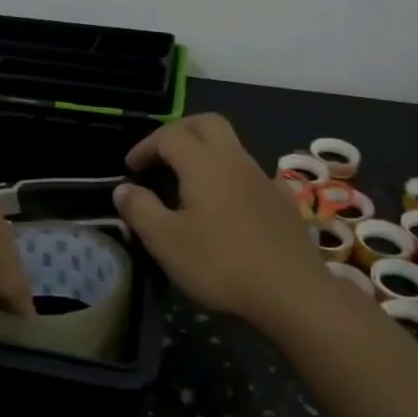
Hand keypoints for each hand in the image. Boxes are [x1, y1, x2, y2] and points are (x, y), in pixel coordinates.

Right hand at [113, 113, 319, 319]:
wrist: (294, 292)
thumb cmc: (221, 263)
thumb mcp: (166, 241)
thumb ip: (140, 210)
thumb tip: (123, 188)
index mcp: (203, 163)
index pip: (169, 135)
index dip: (146, 146)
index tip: (130, 169)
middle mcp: (235, 160)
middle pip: (207, 124)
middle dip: (180, 131)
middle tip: (161, 154)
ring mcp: (263, 179)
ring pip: (232, 147)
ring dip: (206, 153)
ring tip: (188, 183)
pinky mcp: (283, 202)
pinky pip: (251, 175)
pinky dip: (231, 178)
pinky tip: (228, 205)